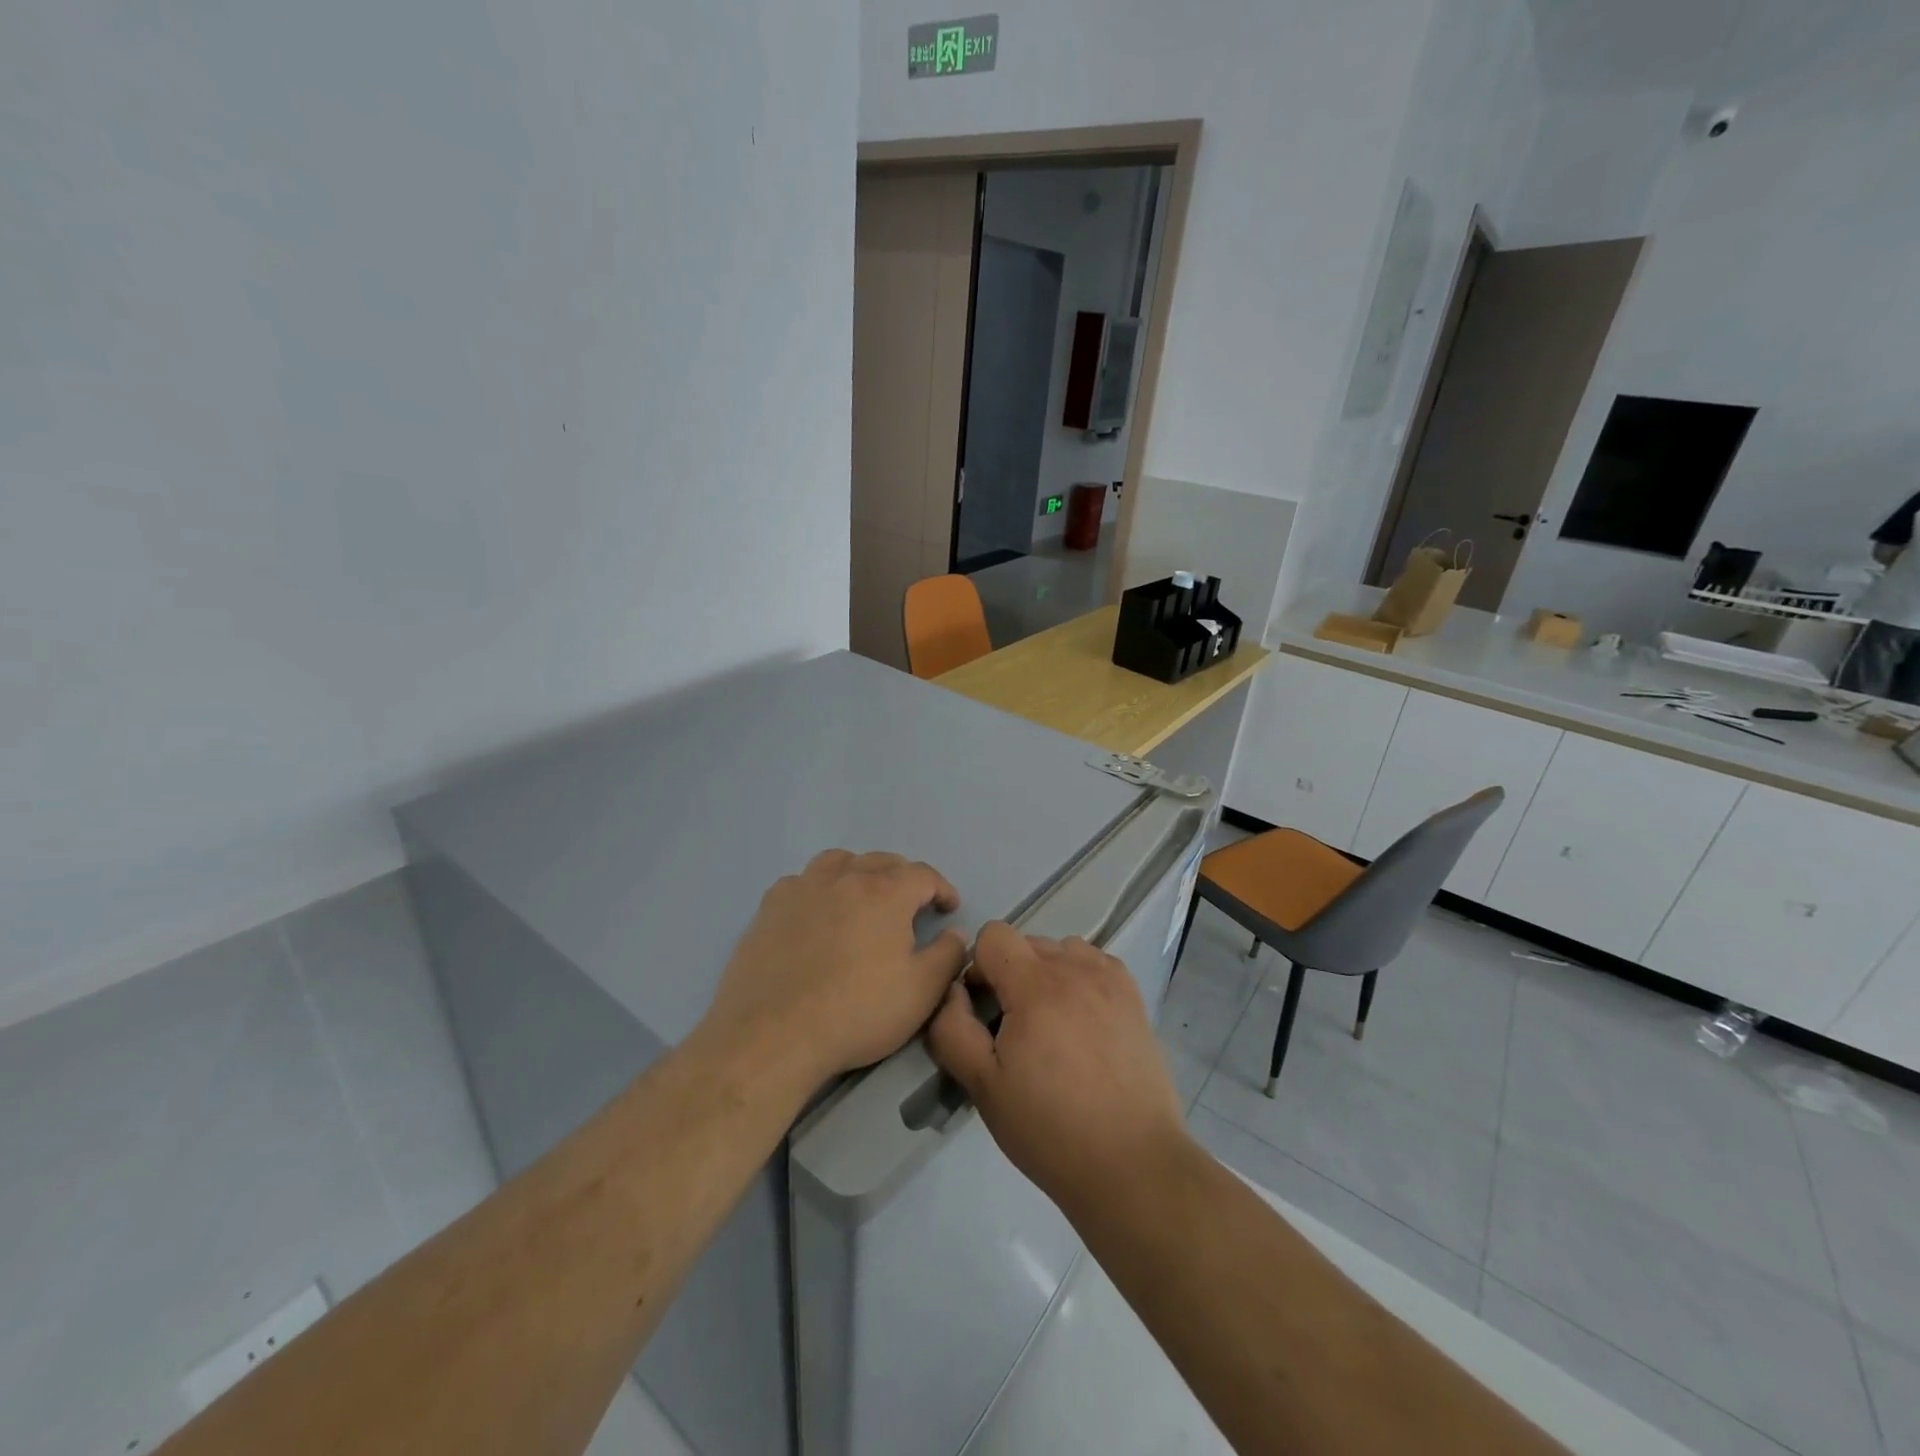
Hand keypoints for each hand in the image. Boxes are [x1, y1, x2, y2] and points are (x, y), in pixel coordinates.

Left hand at [702, 850, 967, 1089]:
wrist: (774, 1034)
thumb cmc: (857, 1012)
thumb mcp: (921, 991)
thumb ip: (947, 955)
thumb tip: (954, 933)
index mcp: (886, 892)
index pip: (923, 874)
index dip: (941, 888)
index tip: (948, 908)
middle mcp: (845, 878)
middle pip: (881, 861)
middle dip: (903, 878)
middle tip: (910, 905)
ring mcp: (803, 888)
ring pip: (838, 862)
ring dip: (858, 872)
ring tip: (862, 898)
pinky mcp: (770, 907)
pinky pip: (801, 882)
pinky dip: (818, 889)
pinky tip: (816, 913)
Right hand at [927, 922, 1187, 1215]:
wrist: (1132, 1164)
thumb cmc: (1050, 1128)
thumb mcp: (983, 1086)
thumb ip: (953, 1029)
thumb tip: (952, 991)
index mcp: (1036, 985)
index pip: (993, 935)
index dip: (978, 968)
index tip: (983, 1011)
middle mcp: (1076, 968)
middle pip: (1026, 943)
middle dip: (1010, 974)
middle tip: (1014, 1031)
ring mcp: (1110, 980)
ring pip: (1061, 951)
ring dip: (1046, 974)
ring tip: (1052, 1026)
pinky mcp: (1134, 997)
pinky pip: (1095, 964)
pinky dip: (1080, 980)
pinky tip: (1082, 1024)